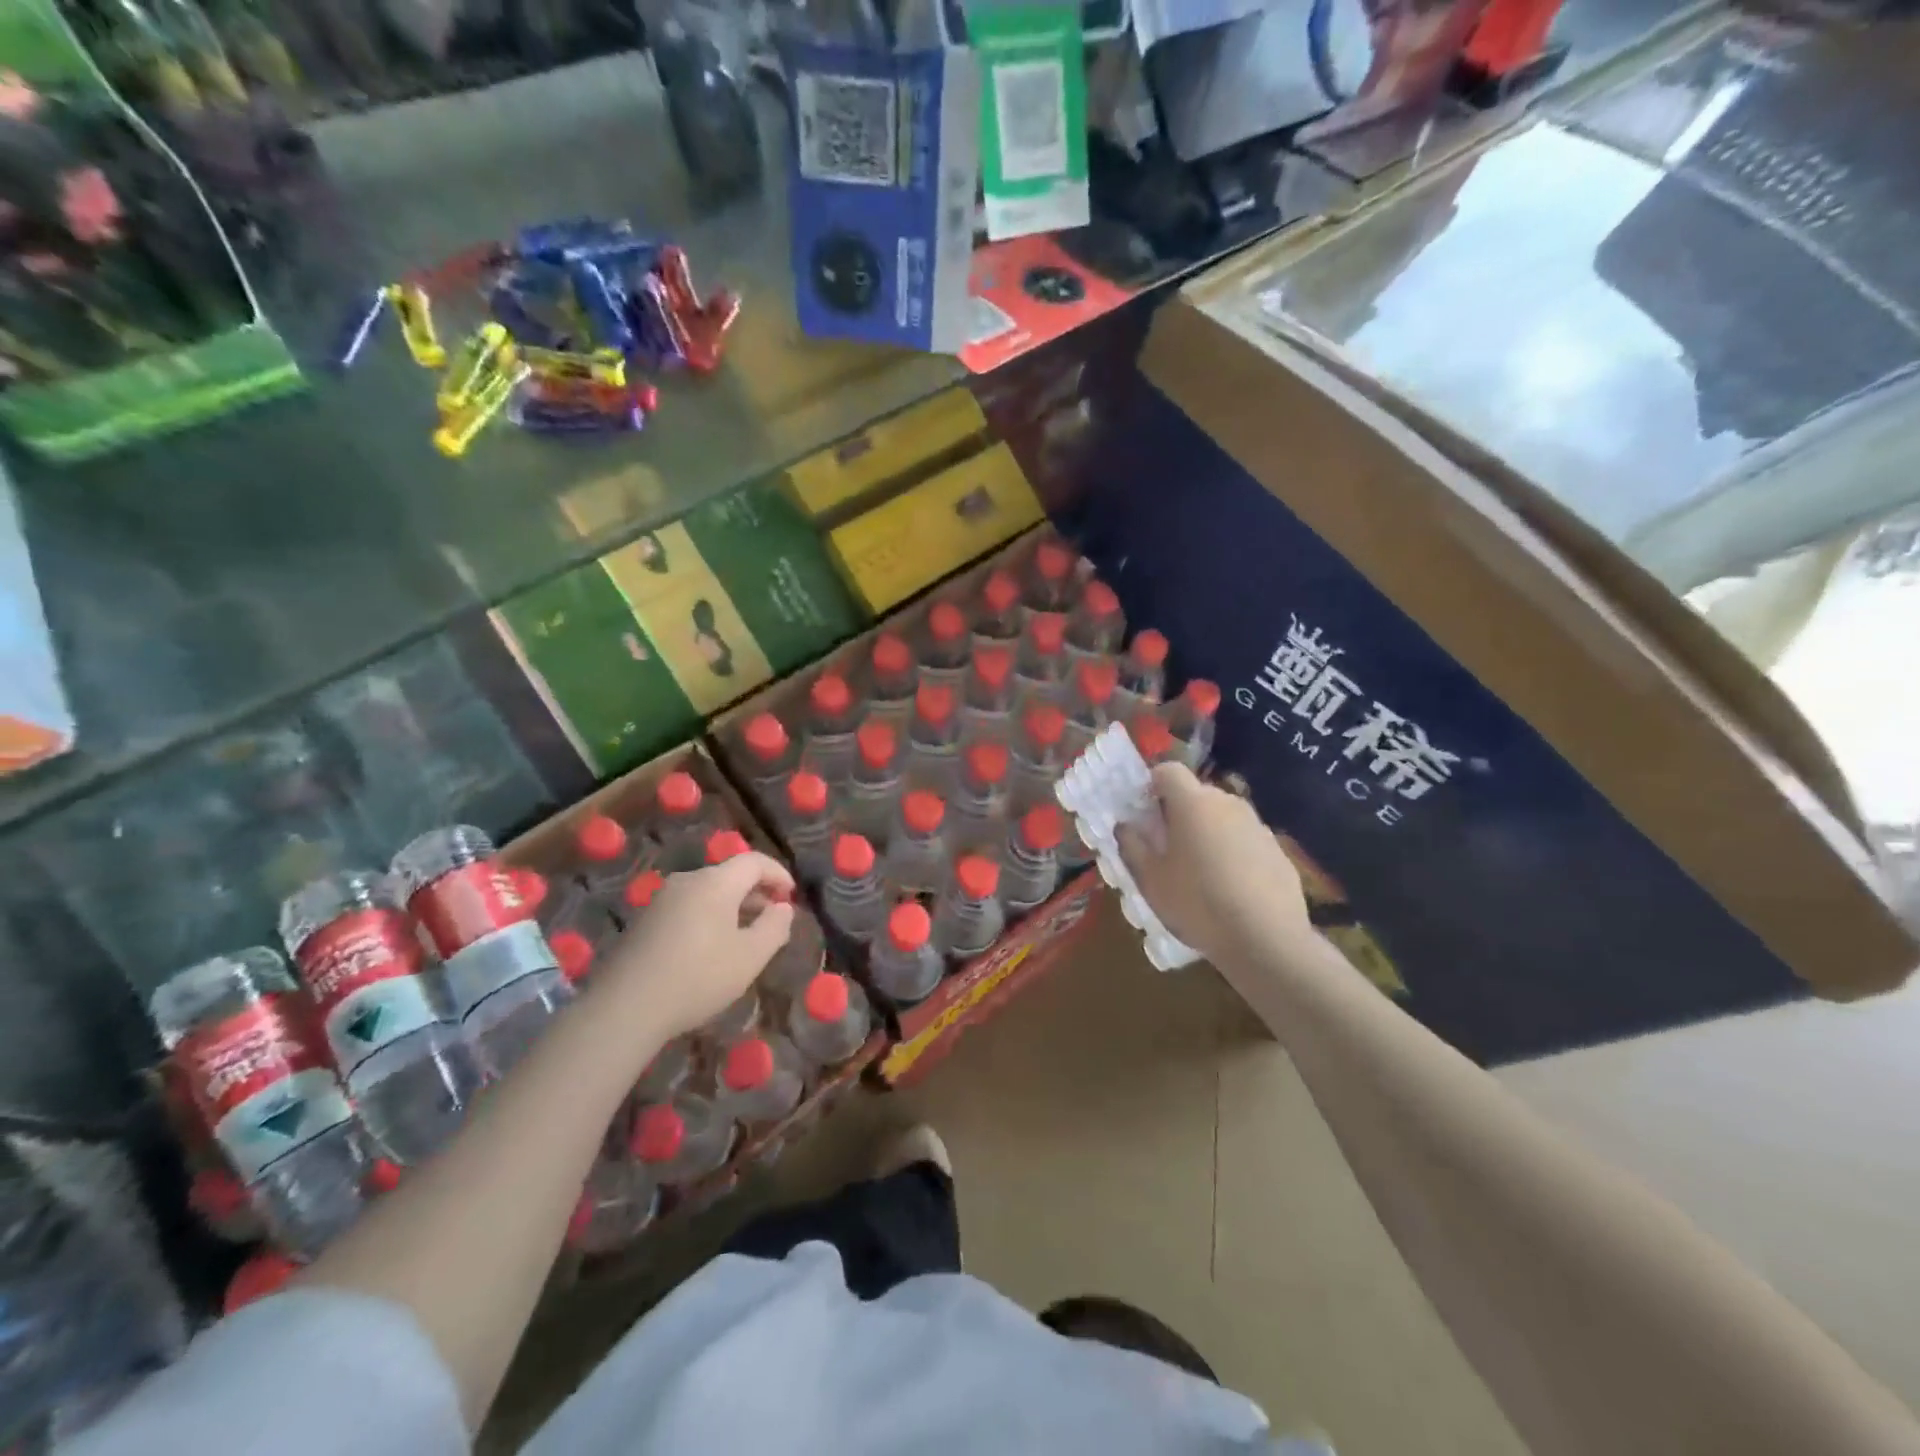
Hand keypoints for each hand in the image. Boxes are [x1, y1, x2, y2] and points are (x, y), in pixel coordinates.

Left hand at [593, 853, 795, 1039]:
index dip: (778, 873)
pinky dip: (709, 916)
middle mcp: (688, 881)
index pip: (754, 861)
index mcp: (715, 883)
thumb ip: (775, 927)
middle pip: (730, 875)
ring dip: (732, 906)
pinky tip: (711, 948)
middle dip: (756, 892)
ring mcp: (662, 899)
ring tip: (745, 936)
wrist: (625, 1007)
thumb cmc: (698, 978)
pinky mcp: (645, 920)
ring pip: (708, 892)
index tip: (792, 896)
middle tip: (772, 919)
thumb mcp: (750, 957)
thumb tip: (782, 907)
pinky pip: (688, 907)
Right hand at [1118, 762, 1308, 964]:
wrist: (1265, 939)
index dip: (1152, 784)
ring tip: (1199, 870)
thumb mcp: (1150, 880)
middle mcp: (1227, 803)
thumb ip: (1132, 845)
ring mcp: (1257, 824)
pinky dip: (1233, 851)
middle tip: (1167, 846)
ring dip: (1207, 831)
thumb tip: (1124, 825)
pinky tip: (1230, 886)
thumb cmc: (1197, 903)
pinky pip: (1244, 838)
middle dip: (1179, 811)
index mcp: (1192, 803)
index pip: (1168, 770)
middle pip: (1196, 793)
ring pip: (1222, 816)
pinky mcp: (1277, 848)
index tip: (1144, 811)